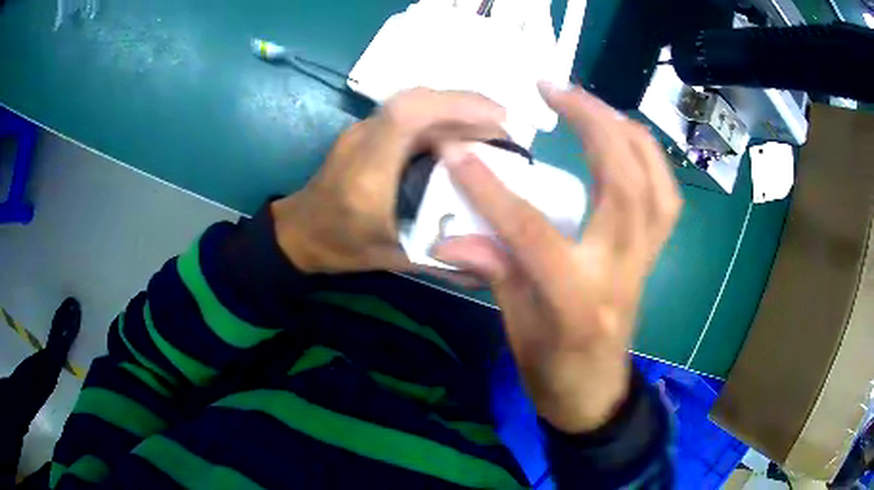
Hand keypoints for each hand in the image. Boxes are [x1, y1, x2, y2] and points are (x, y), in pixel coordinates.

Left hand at [271, 88, 505, 273]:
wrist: (300, 231)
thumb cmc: (341, 247)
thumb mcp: (395, 260)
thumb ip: (443, 261)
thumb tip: (493, 267)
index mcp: (368, 174)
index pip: (406, 117)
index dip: (455, 106)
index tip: (499, 118)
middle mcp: (363, 140)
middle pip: (416, 99)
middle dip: (468, 106)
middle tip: (507, 130)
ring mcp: (363, 129)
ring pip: (415, 100)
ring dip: (457, 109)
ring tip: (492, 132)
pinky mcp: (368, 128)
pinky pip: (410, 111)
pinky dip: (442, 116)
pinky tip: (462, 135)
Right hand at [432, 84, 681, 432]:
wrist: (595, 394)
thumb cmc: (552, 370)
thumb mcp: (514, 327)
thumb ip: (492, 271)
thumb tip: (445, 236)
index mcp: (578, 300)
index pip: (533, 232)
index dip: (491, 188)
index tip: (457, 150)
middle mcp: (621, 271)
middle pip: (622, 184)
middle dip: (590, 124)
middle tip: (555, 88)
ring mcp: (646, 260)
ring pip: (655, 183)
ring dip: (627, 133)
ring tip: (592, 103)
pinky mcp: (654, 254)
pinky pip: (666, 197)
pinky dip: (651, 159)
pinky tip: (626, 137)